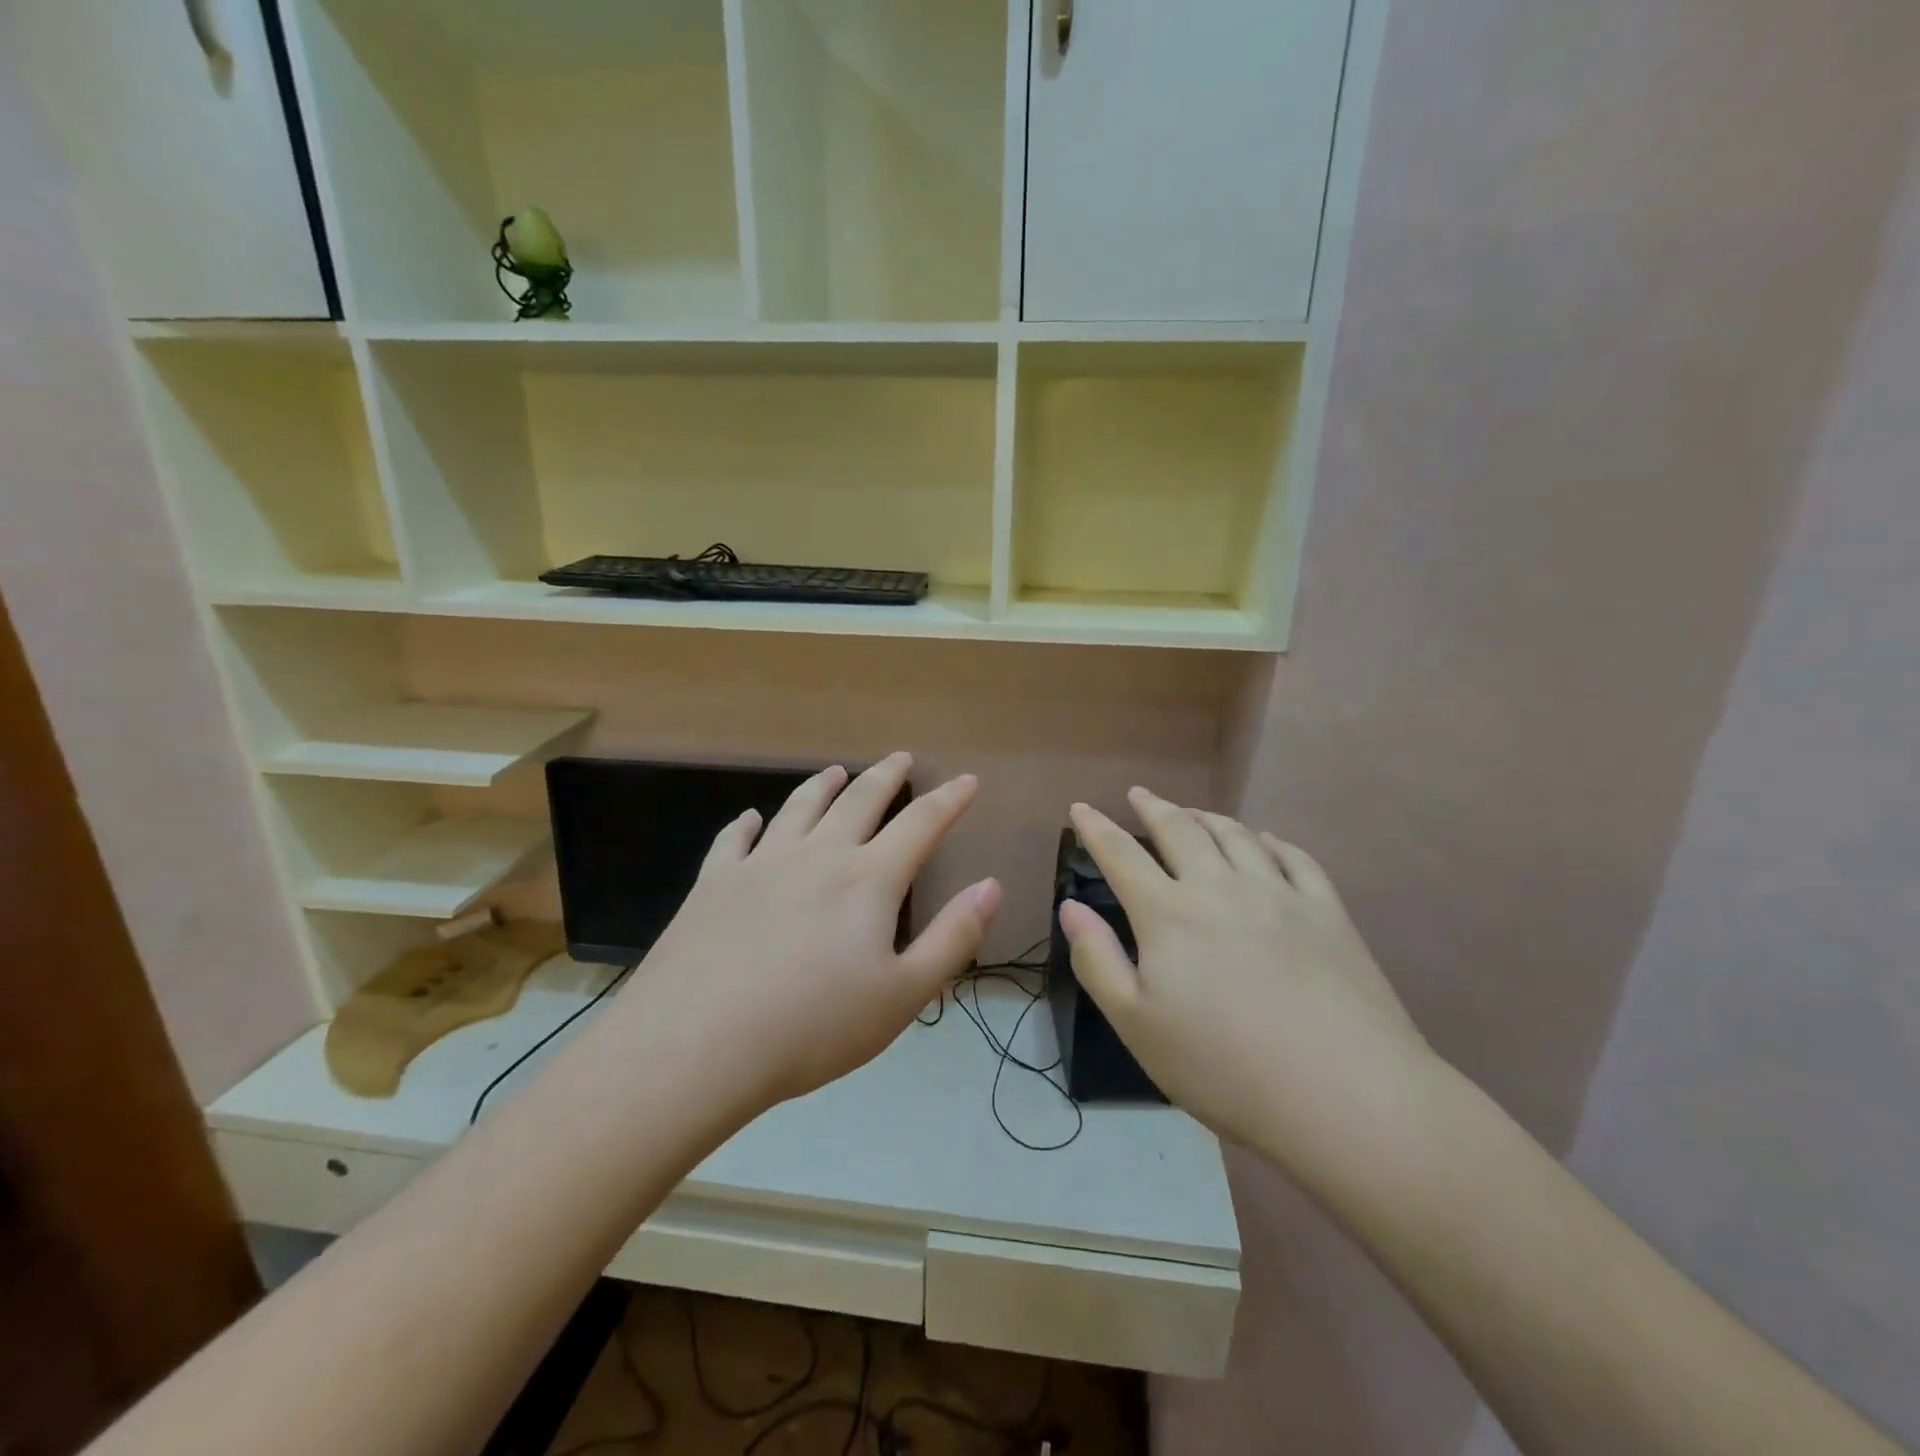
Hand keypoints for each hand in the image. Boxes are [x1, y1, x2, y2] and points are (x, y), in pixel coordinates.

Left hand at [623, 753, 1000, 1112]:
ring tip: (836, 771)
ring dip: (823, 786)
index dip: (949, 800)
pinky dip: (748, 824)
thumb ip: (953, 938)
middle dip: (886, 776)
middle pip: (859, 800)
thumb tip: (991, 885)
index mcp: (868, 880)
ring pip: (799, 807)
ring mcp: (760, 864)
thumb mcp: (903, 995)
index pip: (920, 824)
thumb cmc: (812, 1027)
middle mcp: (817, 855)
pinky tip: (751, 819)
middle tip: (900, 758)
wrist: (697, 1045)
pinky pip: (734, 839)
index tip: (966, 780)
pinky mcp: (714, 882)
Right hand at [1060, 789, 1437, 1180]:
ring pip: (1235, 835)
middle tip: (1139, 795)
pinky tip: (1265, 840)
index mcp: (1169, 914)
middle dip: (1154, 808)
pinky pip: (1294, 857)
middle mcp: (1220, 887)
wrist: (1345, 1095)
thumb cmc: (1224, 1067)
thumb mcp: (1137, 1025)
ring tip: (1192, 812)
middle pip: (1180, 831)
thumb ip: (1097, 960)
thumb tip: (1071, 907)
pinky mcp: (1326, 912)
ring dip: (1207, 817)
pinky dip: (1271, 841)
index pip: (1122, 855)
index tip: (1081, 808)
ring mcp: (1278, 894)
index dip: (1096, 829)